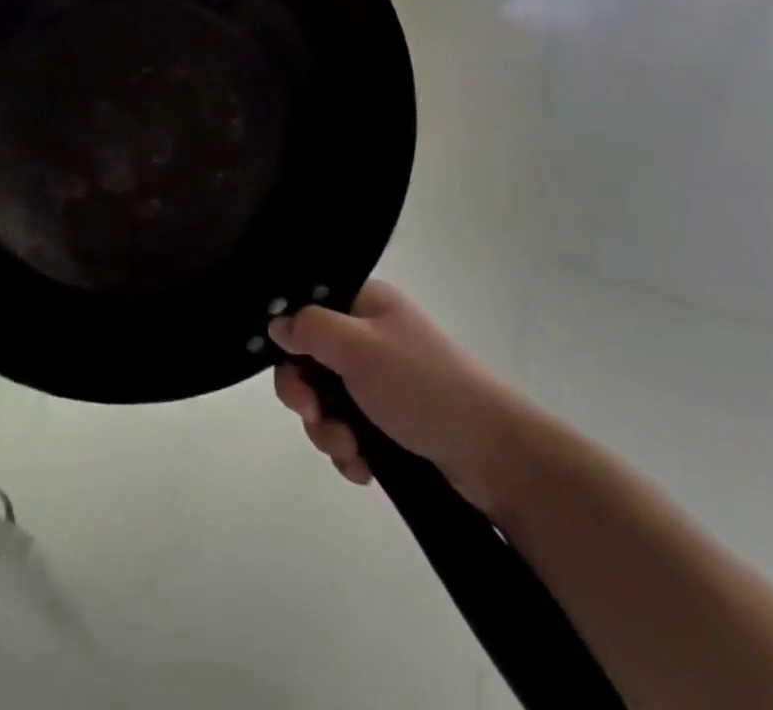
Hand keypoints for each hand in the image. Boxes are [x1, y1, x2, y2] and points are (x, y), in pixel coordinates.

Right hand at [270, 279, 520, 510]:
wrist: (497, 457)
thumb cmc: (424, 387)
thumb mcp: (359, 348)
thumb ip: (309, 329)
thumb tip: (275, 324)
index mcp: (365, 305)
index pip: (307, 309)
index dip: (289, 338)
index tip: (290, 367)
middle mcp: (369, 337)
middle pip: (310, 359)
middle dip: (306, 396)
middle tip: (315, 416)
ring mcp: (381, 381)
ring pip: (326, 401)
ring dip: (327, 430)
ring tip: (350, 451)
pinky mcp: (391, 422)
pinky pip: (348, 430)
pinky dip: (349, 450)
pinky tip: (364, 468)